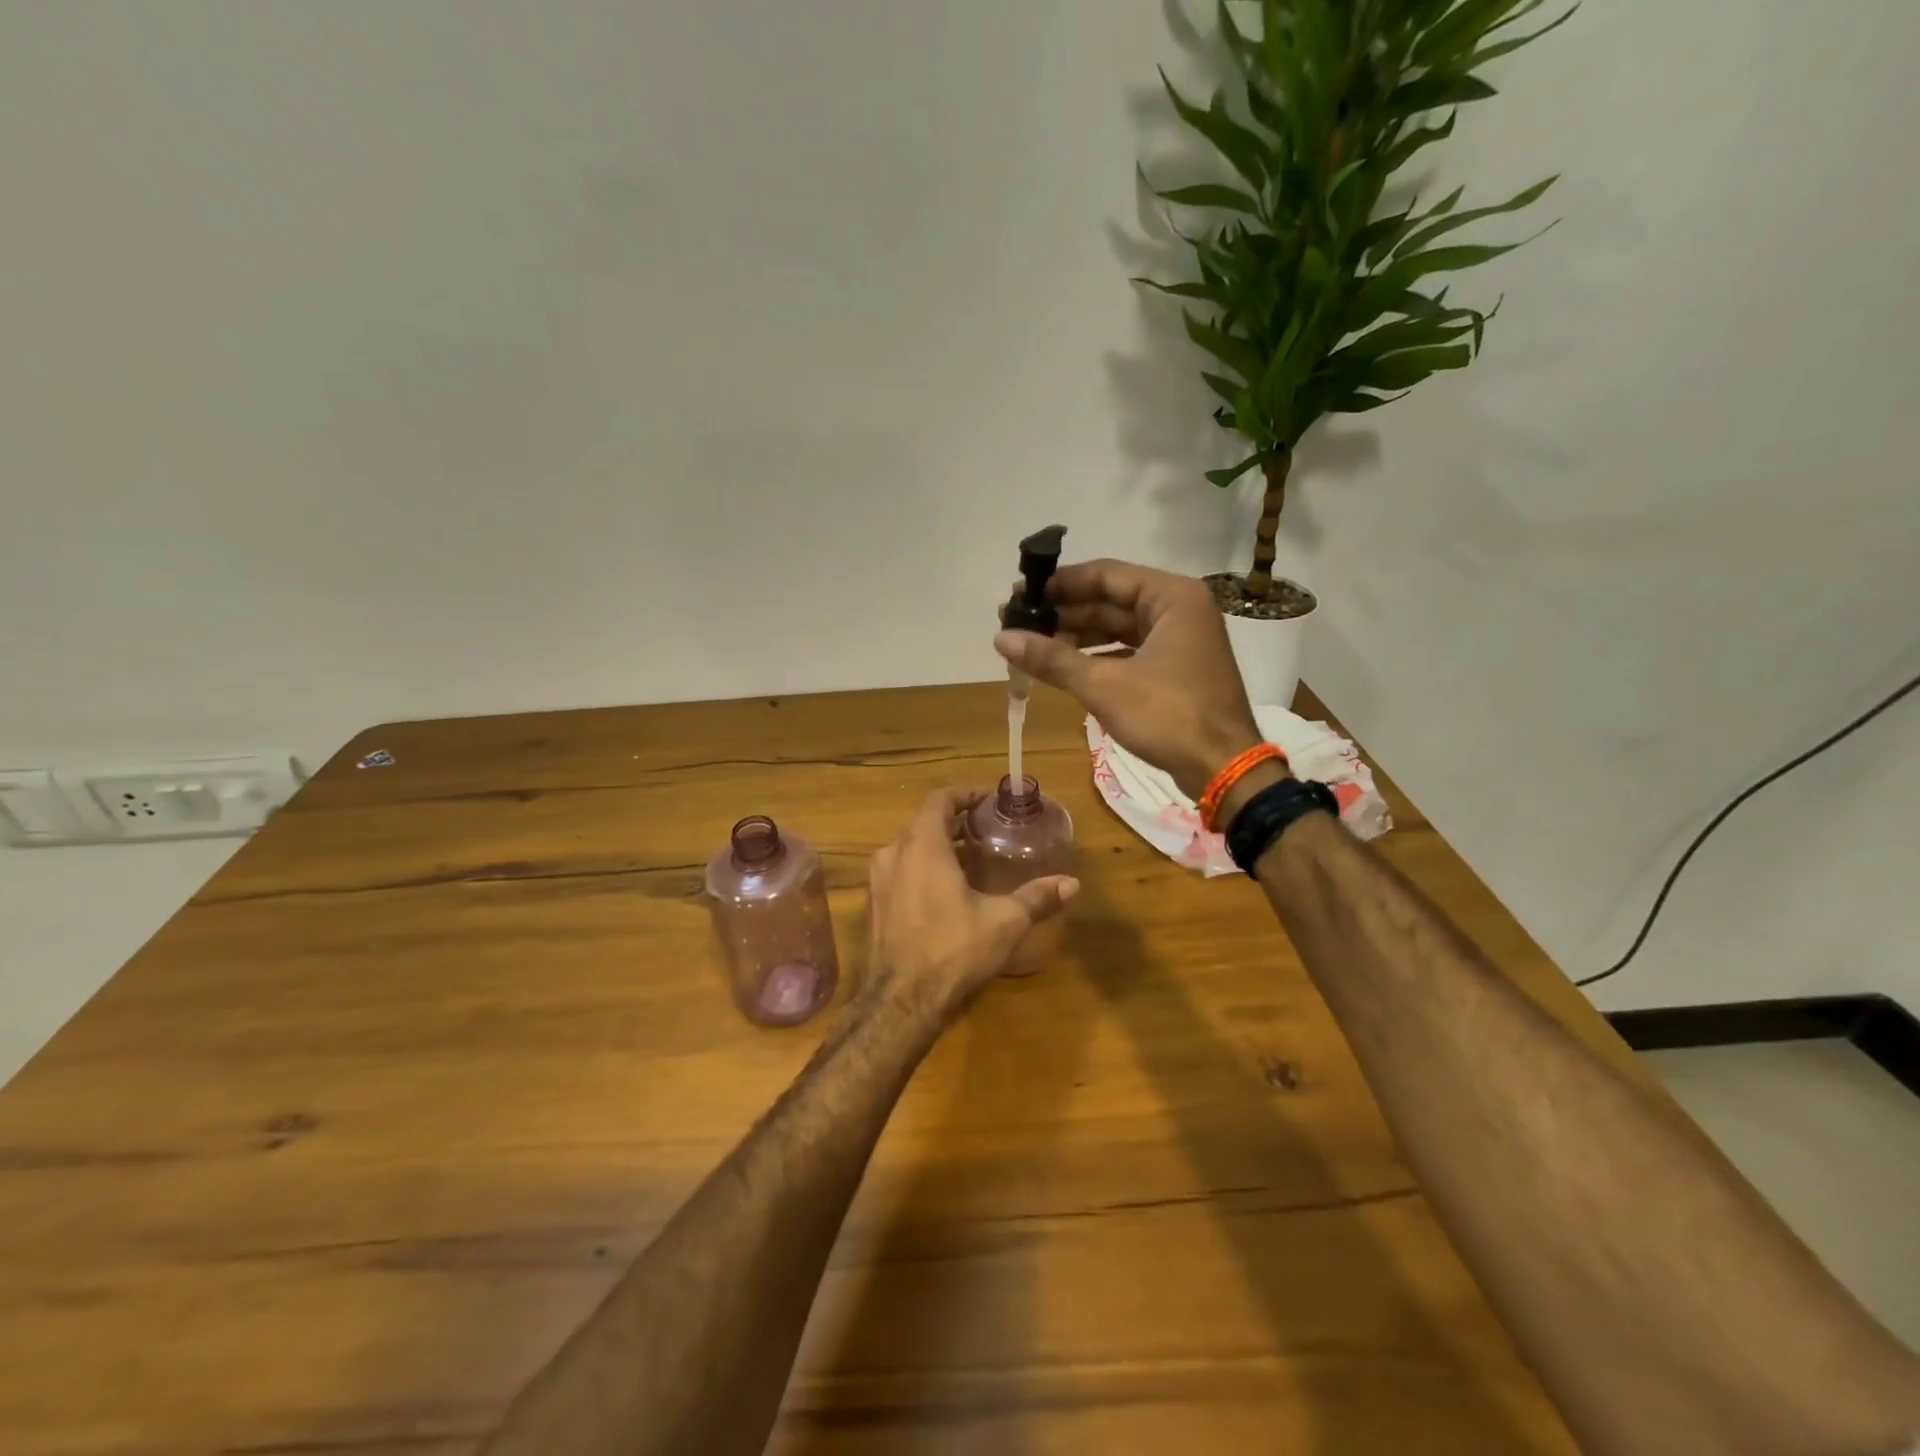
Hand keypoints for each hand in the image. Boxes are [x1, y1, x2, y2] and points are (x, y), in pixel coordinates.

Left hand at [863, 788, 1078, 1020]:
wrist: (900, 1003)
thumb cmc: (953, 950)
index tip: (988, 800)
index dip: (965, 794)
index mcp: (922, 845)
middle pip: (925, 823)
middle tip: (987, 831)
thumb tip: (1072, 883)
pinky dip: (923, 869)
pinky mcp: (874, 905)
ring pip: (910, 848)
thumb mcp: (1004, 921)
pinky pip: (900, 871)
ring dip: (939, 847)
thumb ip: (1037, 897)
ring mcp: (878, 881)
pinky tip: (947, 892)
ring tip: (972, 861)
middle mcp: (893, 854)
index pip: (940, 799)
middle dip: (956, 823)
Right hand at [995, 559, 1261, 799]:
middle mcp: (1179, 608)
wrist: (1223, 768)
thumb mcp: (1103, 685)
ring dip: (1077, 636)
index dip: (1058, 585)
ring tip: (1031, 644)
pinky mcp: (1177, 667)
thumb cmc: (1167, 716)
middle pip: (1111, 600)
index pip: (1105, 575)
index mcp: (1171, 597)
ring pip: (1118, 627)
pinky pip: (1129, 650)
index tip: (1020, 594)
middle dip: (1063, 613)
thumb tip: (1001, 638)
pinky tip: (1063, 666)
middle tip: (1017, 621)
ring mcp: (1181, 639)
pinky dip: (1097, 656)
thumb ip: (1052, 658)